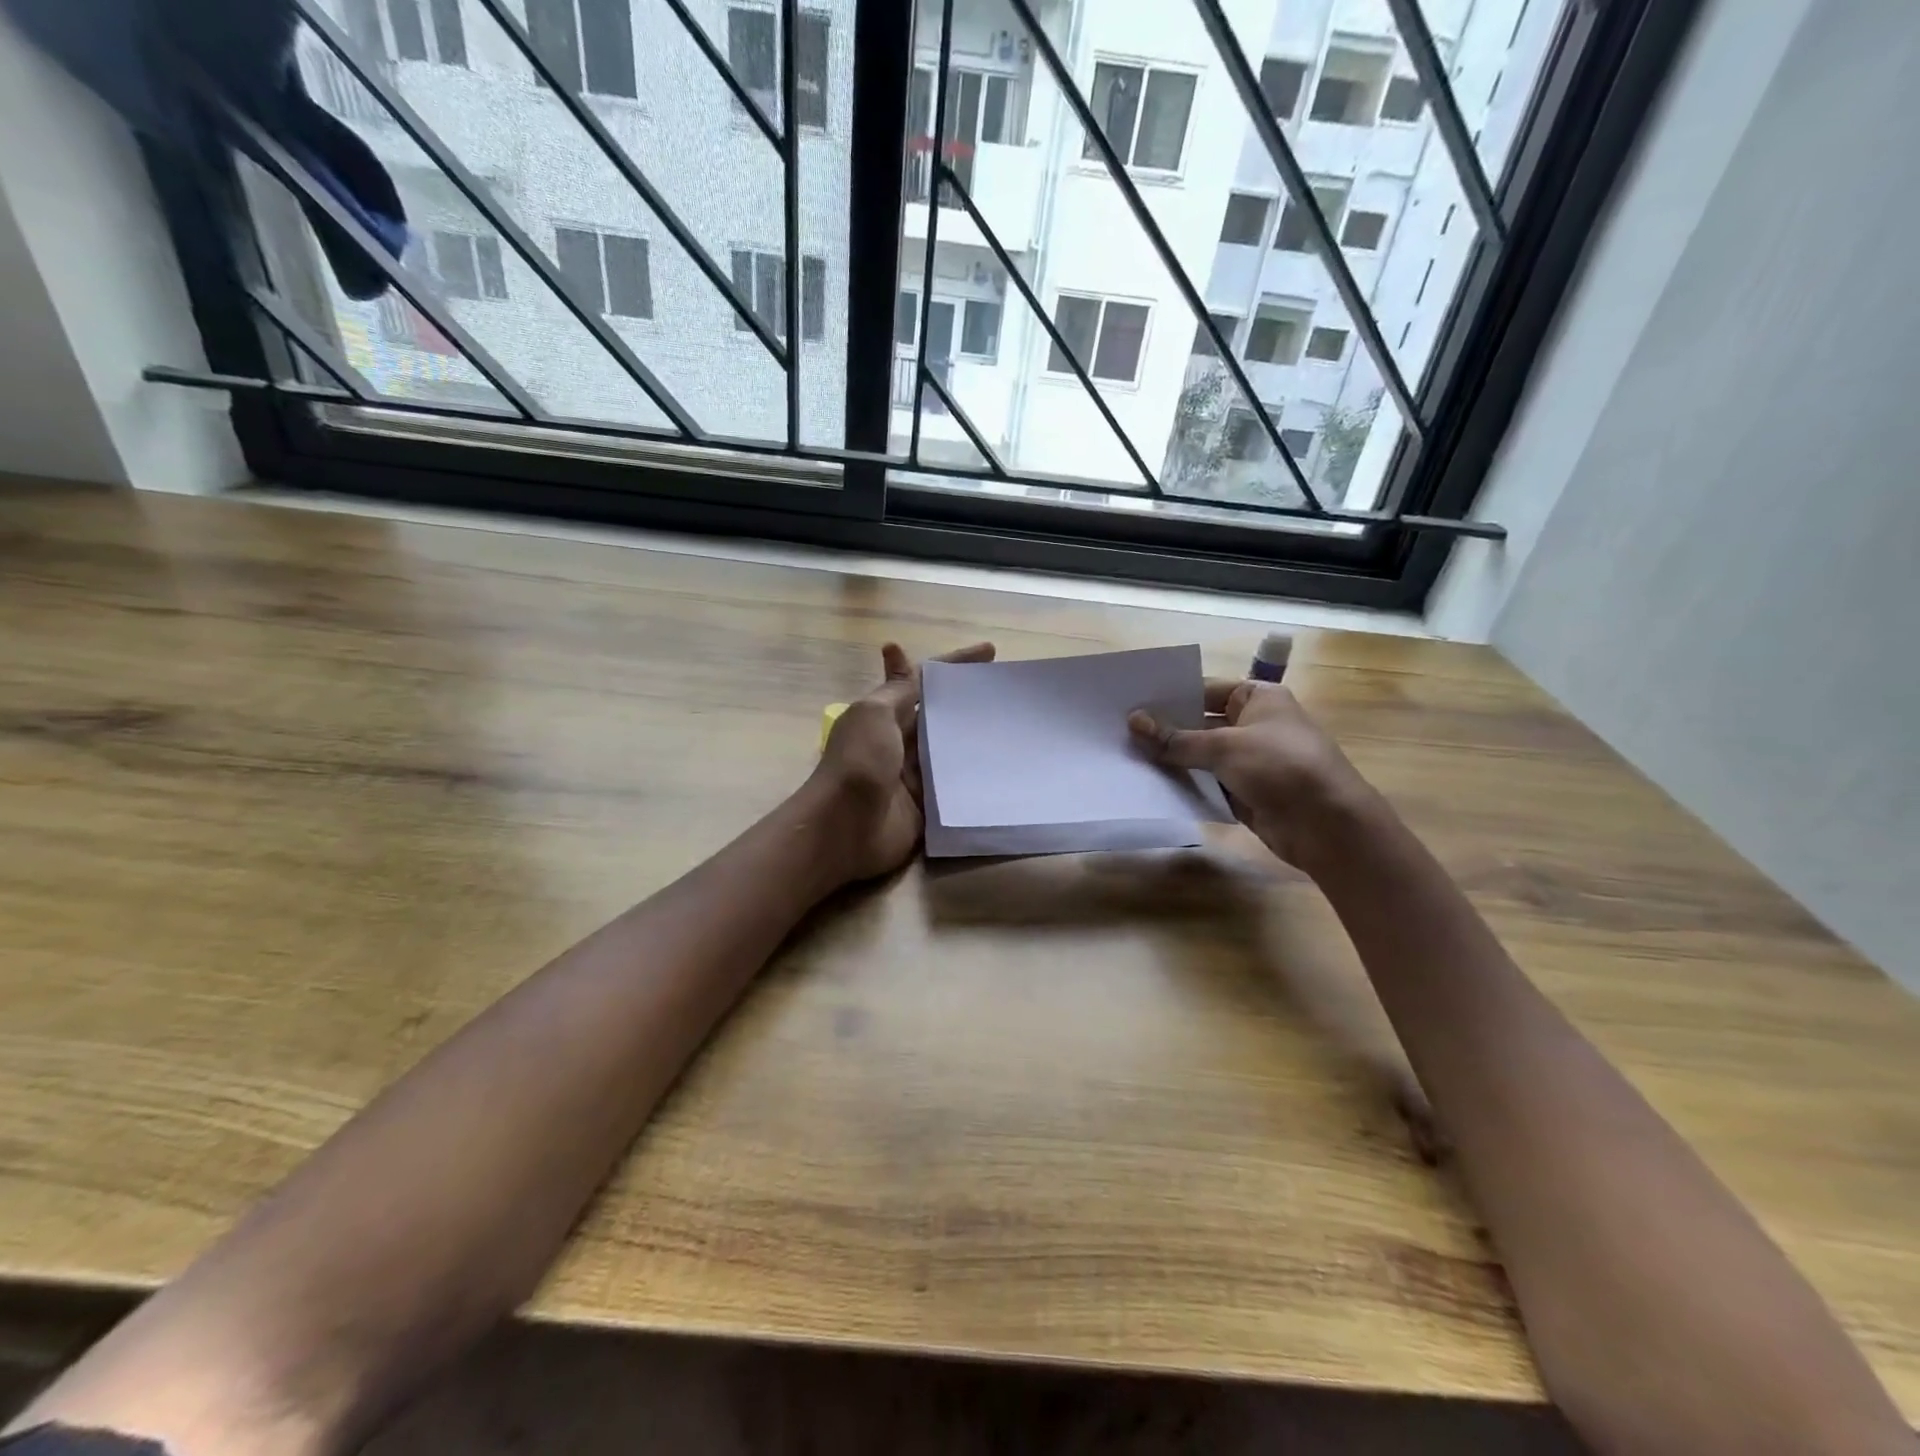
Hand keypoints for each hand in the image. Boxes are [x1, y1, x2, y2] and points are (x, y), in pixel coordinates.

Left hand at [810, 640, 995, 884]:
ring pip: (951, 751)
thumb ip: (897, 691)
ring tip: (1020, 727)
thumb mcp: (875, 714)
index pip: (923, 682)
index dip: (953, 664)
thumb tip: (897, 651)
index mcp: (885, 715)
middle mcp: (900, 742)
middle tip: (1012, 693)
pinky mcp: (927, 807)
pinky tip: (1006, 768)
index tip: (990, 652)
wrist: (845, 827)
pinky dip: (976, 778)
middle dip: (971, 703)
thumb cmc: (858, 762)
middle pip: (941, 716)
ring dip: (978, 739)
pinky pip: (955, 788)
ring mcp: (914, 776)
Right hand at [1128, 680, 1375, 873]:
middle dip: (1165, 730)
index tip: (1130, 704)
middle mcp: (1254, 724)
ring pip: (1201, 756)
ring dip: (1172, 760)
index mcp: (1258, 698)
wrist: (1328, 826)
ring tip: (1125, 757)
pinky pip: (1208, 783)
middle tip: (1119, 732)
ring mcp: (1250, 760)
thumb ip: (1176, 738)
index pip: (1204, 689)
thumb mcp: (1224, 746)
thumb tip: (1133, 721)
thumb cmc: (1281, 767)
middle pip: (1200, 723)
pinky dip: (1186, 785)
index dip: (1170, 697)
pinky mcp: (1245, 792)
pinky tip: (1150, 785)